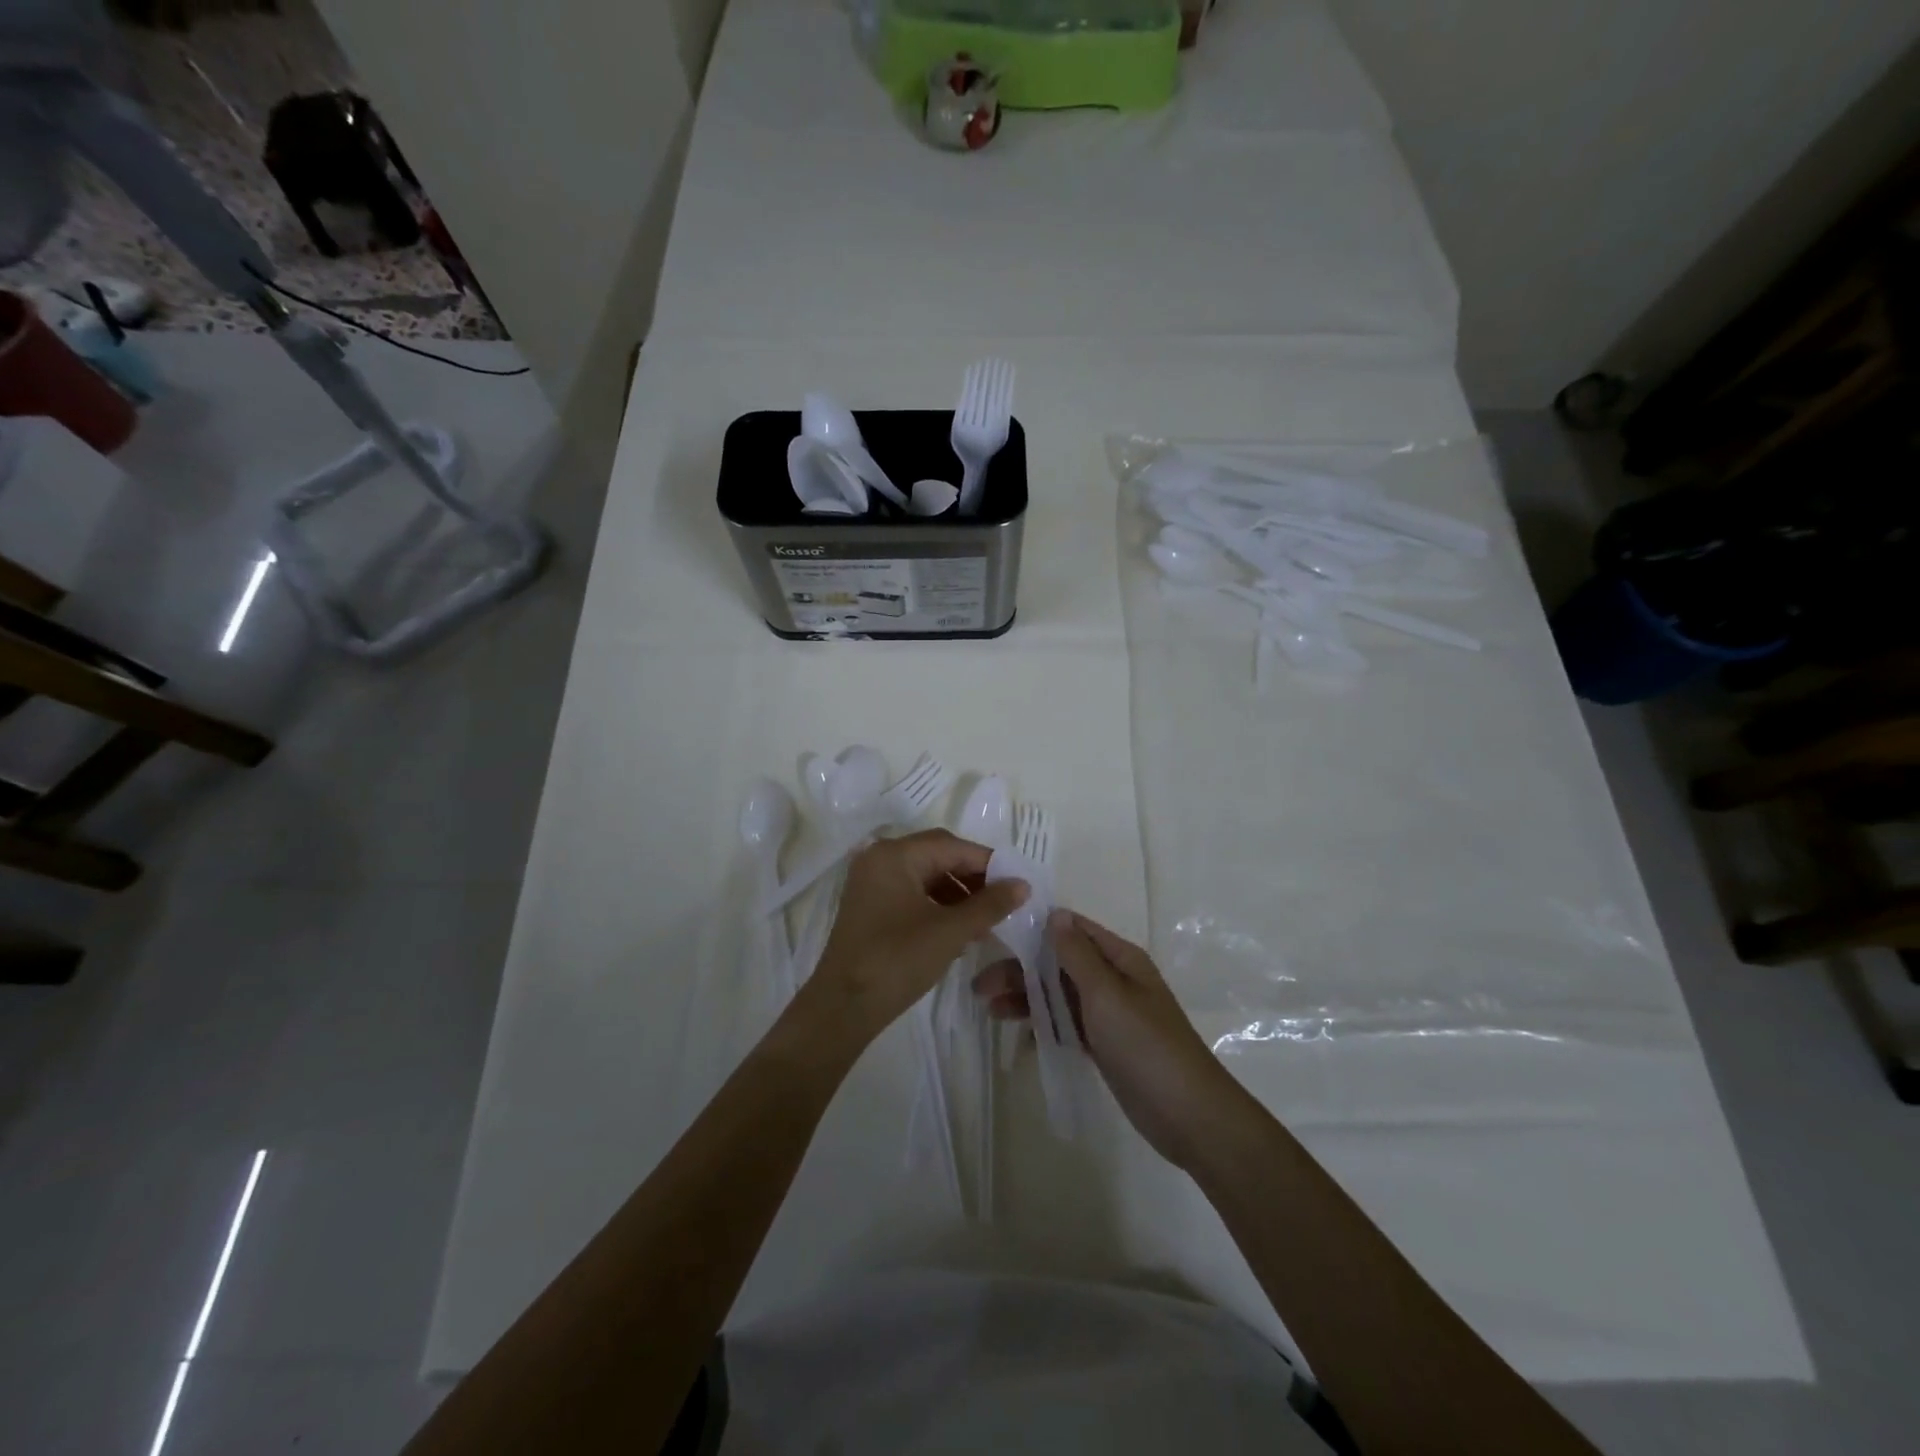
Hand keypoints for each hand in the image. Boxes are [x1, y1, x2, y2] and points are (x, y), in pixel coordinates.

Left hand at [804, 830, 1028, 1046]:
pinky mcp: (869, 904)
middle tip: (1003, 901)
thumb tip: (1023, 884)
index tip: (1017, 884)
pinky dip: (937, 904)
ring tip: (985, 919)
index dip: (988, 863)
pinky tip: (958, 928)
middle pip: (938, 855)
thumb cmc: (898, 960)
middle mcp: (880, 858)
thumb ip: (990, 904)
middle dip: (973, 877)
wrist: (843, 1007)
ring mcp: (871, 881)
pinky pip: (911, 891)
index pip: (952, 846)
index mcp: (895, 855)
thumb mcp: (950, 931)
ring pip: (926, 874)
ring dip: (957, 892)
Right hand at [975, 910, 1245, 1170]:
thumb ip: (1077, 954)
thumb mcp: (1107, 994)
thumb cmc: (1146, 1045)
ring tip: (990, 1009)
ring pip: (1059, 994)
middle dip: (1022, 969)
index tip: (996, 933)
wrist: (1187, 1115)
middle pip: (1060, 963)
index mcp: (1120, 958)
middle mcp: (1113, 979)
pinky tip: (1018, 1033)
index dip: (1036, 928)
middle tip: (981, 986)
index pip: (1073, 929)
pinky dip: (1043, 1024)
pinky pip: (1067, 1024)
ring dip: (1027, 997)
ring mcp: (1109, 1014)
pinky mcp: (1104, 1044)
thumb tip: (1055, 914)